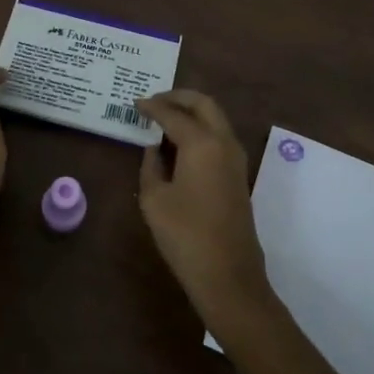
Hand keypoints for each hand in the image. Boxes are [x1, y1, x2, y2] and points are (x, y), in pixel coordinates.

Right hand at [136, 90, 271, 322]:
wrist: (228, 275)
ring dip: (192, 112)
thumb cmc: (185, 235)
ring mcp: (236, 159)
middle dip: (179, 97)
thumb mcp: (154, 199)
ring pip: (216, 118)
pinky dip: (201, 129)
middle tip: (155, 101)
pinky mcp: (238, 175)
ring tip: (165, 119)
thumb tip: (154, 149)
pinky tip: (180, 142)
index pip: (173, 114)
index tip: (135, 103)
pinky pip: (219, 137)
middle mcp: (224, 142)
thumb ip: (151, 166)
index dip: (152, 106)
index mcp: (202, 143)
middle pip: (204, 104)